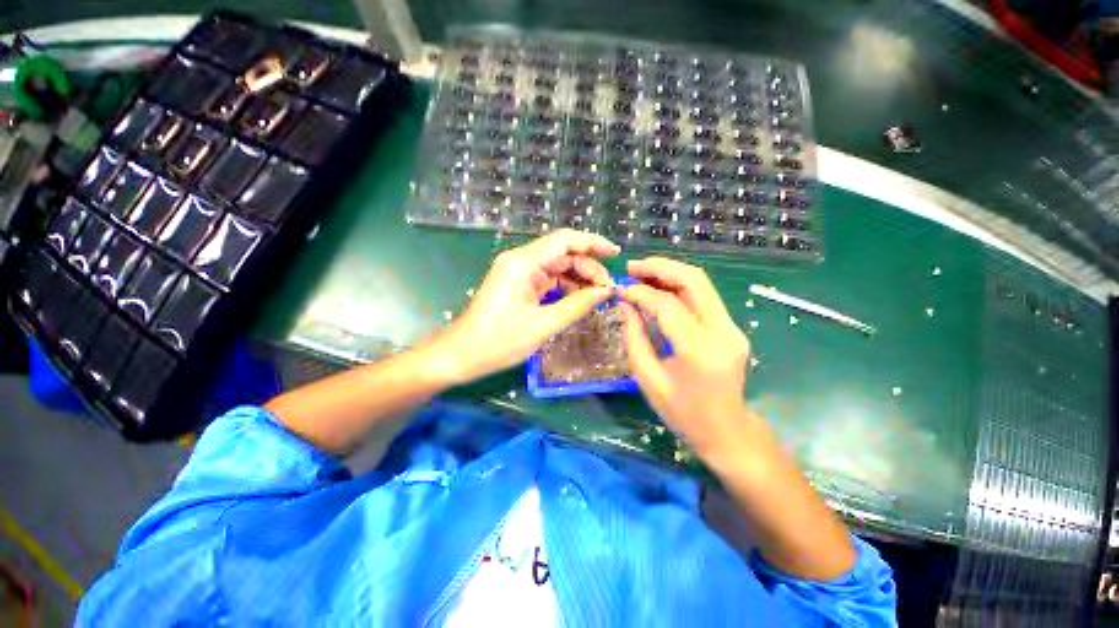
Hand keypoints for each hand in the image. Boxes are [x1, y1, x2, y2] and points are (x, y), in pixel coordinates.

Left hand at [432, 229, 620, 384]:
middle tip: (608, 289)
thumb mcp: (543, 325)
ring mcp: (519, 272)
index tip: (616, 254)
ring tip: (598, 296)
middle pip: (563, 253)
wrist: (461, 355)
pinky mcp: (519, 285)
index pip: (564, 240)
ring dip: (579, 278)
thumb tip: (606, 292)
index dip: (593, 242)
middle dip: (588, 268)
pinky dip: (566, 287)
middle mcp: (520, 260)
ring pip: (558, 266)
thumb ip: (577, 305)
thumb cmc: (499, 341)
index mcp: (522, 263)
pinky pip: (549, 279)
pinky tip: (580, 299)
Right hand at [620, 257, 752, 454]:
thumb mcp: (648, 379)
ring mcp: (732, 328)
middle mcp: (723, 332)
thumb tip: (627, 304)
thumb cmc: (682, 413)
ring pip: (702, 284)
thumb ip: (635, 337)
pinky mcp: (732, 328)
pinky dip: (679, 287)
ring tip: (641, 273)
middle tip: (632, 267)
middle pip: (694, 280)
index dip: (641, 292)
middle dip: (660, 267)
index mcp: (700, 351)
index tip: (620, 289)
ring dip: (670, 273)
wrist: (727, 431)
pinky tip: (659, 289)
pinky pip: (704, 297)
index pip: (668, 305)